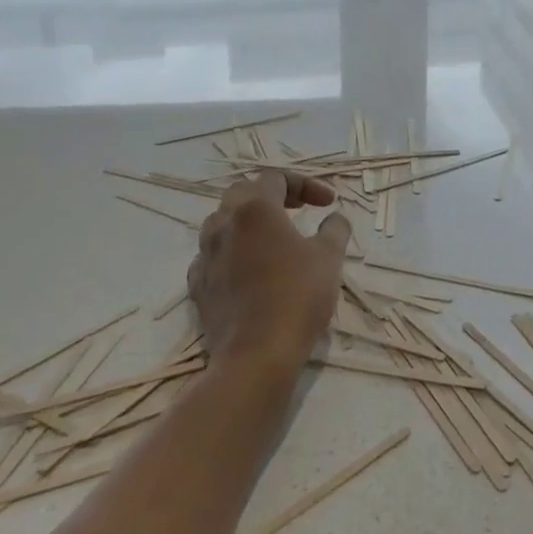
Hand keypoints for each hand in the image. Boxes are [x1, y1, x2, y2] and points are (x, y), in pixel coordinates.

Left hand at [188, 169, 351, 375]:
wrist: (255, 356)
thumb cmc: (297, 296)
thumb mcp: (329, 257)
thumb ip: (335, 228)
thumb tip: (335, 218)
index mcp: (255, 208)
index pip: (277, 177)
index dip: (306, 185)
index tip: (328, 204)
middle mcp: (224, 223)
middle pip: (243, 192)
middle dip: (272, 195)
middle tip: (297, 210)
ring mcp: (205, 255)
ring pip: (222, 222)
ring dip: (248, 222)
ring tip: (273, 238)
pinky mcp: (197, 286)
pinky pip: (212, 255)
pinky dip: (232, 252)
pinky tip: (249, 268)